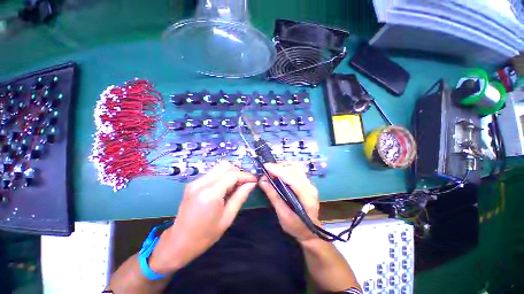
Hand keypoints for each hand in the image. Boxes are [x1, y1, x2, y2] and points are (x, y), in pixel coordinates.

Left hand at [150, 161, 256, 272]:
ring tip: (236, 186)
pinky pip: (213, 173)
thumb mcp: (227, 218)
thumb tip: (252, 183)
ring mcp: (195, 182)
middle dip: (238, 171)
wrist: (178, 243)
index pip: (232, 175)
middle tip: (245, 183)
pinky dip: (223, 176)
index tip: (254, 180)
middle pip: (225, 165)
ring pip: (219, 167)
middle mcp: (201, 183)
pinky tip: (225, 188)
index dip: (246, 175)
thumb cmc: (205, 235)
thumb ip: (241, 196)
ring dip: (231, 173)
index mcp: (210, 194)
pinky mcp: (193, 183)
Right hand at [259, 162, 319, 242]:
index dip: (279, 170)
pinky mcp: (306, 182)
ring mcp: (309, 183)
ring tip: (271, 171)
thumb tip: (262, 181)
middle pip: (295, 169)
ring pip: (296, 167)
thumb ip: (273, 196)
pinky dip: (286, 168)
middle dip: (279, 167)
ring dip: (282, 166)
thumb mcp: (283, 215)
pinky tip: (279, 172)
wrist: (309, 231)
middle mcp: (310, 187)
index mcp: (307, 197)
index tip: (265, 167)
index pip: (292, 178)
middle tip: (266, 170)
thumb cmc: (296, 226)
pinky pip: (296, 170)